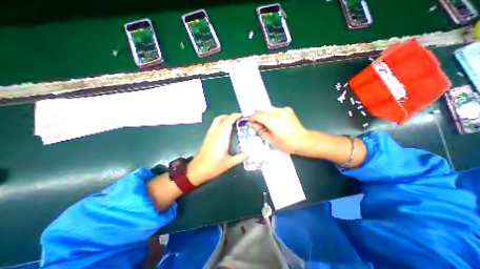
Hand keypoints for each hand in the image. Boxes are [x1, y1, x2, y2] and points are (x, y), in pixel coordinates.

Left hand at [186, 113, 246, 184]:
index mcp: (221, 137)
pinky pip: (214, 125)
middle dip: (230, 116)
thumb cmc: (213, 166)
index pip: (228, 121)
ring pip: (216, 120)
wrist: (197, 170)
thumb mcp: (229, 163)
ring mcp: (209, 134)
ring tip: (233, 122)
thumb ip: (241, 157)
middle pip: (221, 118)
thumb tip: (251, 154)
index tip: (242, 116)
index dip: (235, 116)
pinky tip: (225, 130)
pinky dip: (220, 123)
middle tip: (239, 119)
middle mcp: (214, 133)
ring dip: (224, 118)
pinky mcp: (207, 137)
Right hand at [249, 107, 309, 154]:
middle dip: (256, 113)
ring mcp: (284, 109)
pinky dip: (270, 112)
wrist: (303, 140)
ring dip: (263, 112)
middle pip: (262, 108)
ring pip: (268, 107)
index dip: (252, 118)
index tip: (249, 122)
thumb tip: (252, 124)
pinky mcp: (287, 109)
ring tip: (262, 120)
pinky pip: (275, 109)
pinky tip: (272, 119)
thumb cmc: (286, 144)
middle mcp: (278, 112)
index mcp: (274, 121)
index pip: (258, 115)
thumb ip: (260, 130)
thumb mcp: (270, 140)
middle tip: (255, 121)